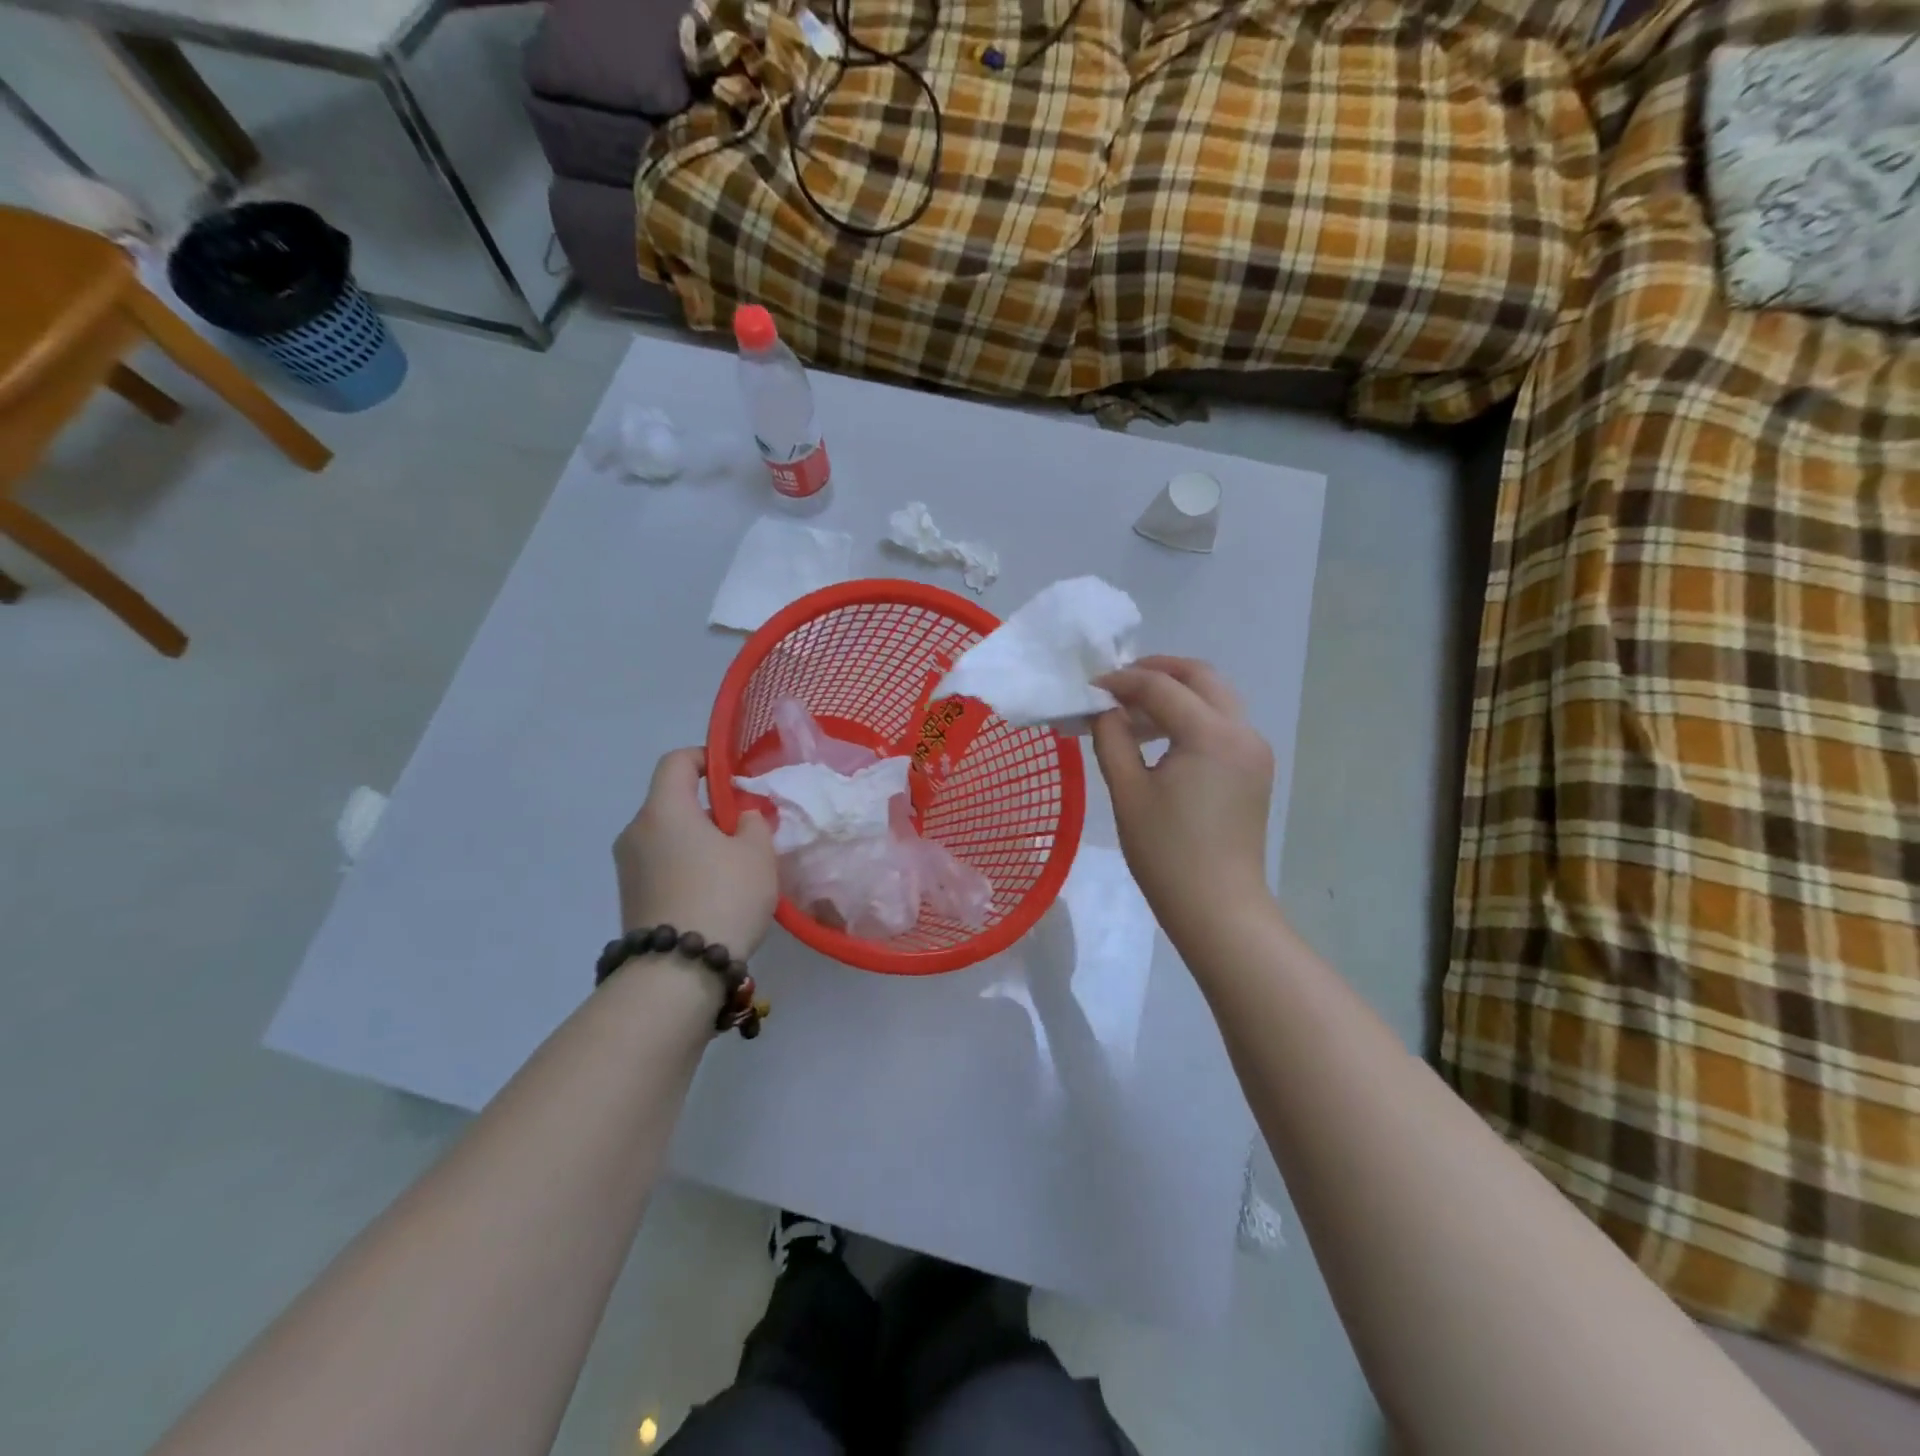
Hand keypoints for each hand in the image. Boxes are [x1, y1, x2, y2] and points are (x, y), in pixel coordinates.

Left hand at [614, 749, 777, 955]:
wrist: (678, 971)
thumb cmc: (724, 896)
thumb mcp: (757, 853)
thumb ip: (753, 822)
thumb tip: (740, 818)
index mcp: (663, 809)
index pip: (676, 762)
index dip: (706, 759)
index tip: (734, 778)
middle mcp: (636, 831)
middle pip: (672, 802)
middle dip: (710, 809)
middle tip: (746, 831)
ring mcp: (628, 867)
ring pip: (668, 836)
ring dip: (699, 841)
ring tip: (734, 867)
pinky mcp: (631, 898)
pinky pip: (662, 865)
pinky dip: (686, 866)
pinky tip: (714, 893)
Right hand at [1090, 657, 1275, 935]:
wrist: (1218, 908)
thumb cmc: (1166, 853)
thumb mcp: (1128, 791)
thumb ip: (1111, 738)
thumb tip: (1103, 709)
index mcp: (1211, 734)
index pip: (1161, 686)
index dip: (1121, 681)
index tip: (1089, 688)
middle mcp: (1242, 731)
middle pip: (1201, 677)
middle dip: (1157, 671)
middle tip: (1118, 683)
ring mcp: (1254, 750)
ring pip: (1215, 698)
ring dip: (1176, 694)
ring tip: (1132, 713)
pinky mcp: (1255, 769)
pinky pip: (1223, 724)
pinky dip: (1192, 717)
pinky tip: (1160, 739)